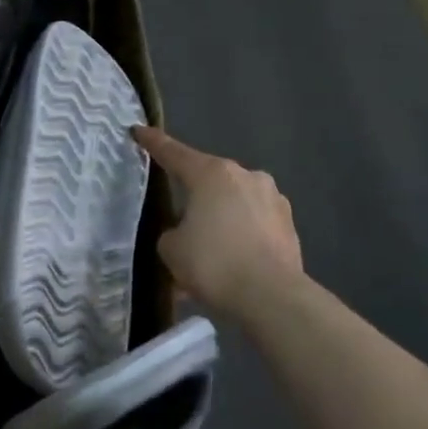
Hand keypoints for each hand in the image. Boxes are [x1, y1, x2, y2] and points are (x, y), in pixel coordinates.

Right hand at [132, 126, 304, 312]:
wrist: (272, 297)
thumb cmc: (213, 263)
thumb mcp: (171, 248)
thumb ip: (172, 231)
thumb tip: (186, 232)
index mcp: (212, 174)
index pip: (174, 153)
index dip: (153, 143)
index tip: (138, 131)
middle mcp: (246, 177)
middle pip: (209, 179)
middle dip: (192, 194)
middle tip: (176, 216)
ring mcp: (273, 199)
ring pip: (233, 203)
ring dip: (219, 218)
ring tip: (206, 248)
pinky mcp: (289, 226)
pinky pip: (252, 224)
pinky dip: (239, 237)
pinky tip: (229, 263)